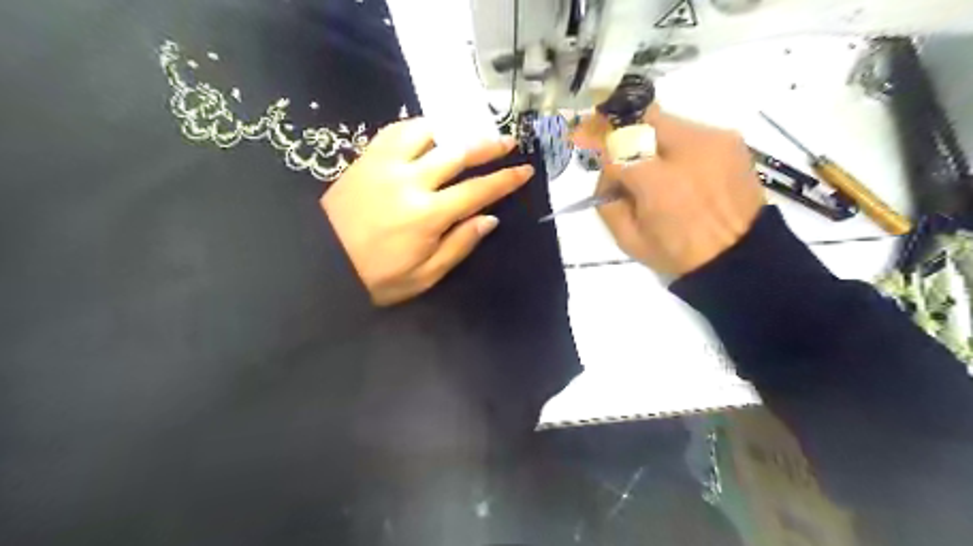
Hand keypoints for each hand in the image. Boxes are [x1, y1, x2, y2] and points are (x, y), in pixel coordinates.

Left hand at [321, 117, 530, 304]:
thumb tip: (489, 219)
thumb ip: (459, 245)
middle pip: (458, 153)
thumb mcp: (424, 276)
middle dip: (488, 145)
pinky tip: (427, 133)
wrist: (320, 265)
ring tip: (465, 134)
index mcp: (428, 215)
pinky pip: (395, 131)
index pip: (478, 191)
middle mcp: (410, 181)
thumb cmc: (376, 278)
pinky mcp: (366, 159)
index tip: (525, 170)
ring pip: (427, 132)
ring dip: (452, 130)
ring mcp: (385, 165)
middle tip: (508, 140)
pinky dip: (417, 127)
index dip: (505, 180)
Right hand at [572, 105, 768, 278]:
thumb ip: (608, 203)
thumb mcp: (629, 240)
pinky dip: (673, 144)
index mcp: (658, 183)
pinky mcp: (730, 140)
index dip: (594, 139)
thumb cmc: (679, 254)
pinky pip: (689, 130)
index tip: (579, 137)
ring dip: (647, 139)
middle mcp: (688, 150)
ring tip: (649, 167)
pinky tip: (676, 168)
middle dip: (620, 129)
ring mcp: (713, 140)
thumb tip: (607, 176)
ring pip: (665, 122)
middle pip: (641, 119)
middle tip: (608, 140)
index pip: (617, 147)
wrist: (739, 256)